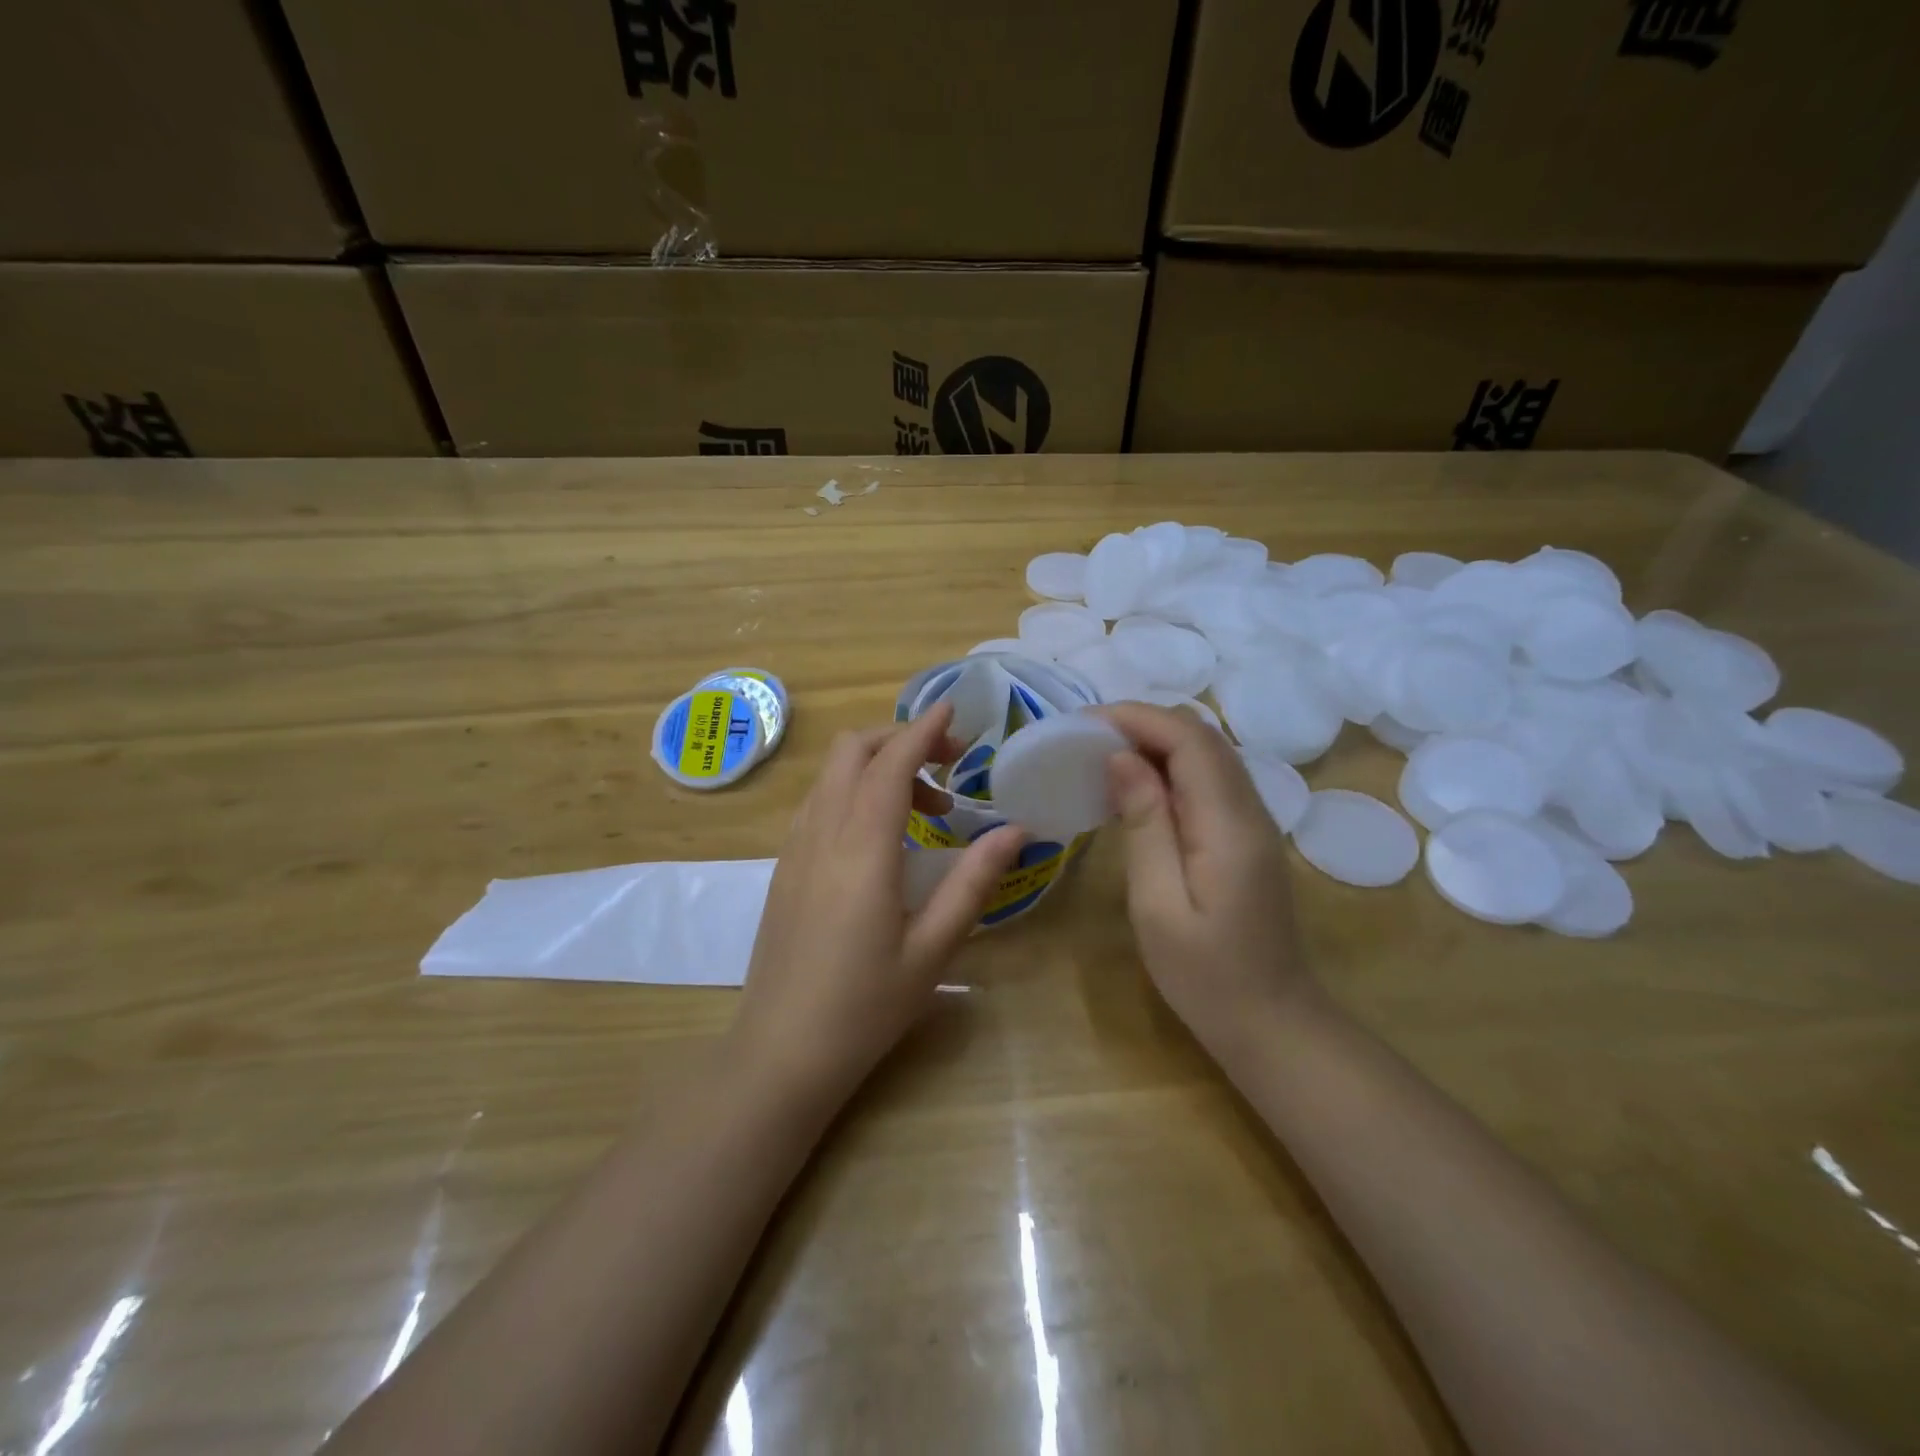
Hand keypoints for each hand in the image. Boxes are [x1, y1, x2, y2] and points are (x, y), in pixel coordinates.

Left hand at [731, 702, 1025, 1099]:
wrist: (779, 1052)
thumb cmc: (864, 1006)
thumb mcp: (932, 949)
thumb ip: (974, 882)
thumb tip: (1017, 831)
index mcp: (862, 848)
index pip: (890, 762)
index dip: (923, 729)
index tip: (954, 711)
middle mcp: (822, 833)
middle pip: (853, 750)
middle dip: (901, 738)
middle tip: (949, 766)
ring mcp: (795, 848)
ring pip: (832, 773)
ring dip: (877, 765)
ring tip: (926, 808)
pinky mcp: (784, 866)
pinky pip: (819, 802)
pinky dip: (854, 790)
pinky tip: (882, 835)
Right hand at [1099, 703, 1313, 1055]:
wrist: (1273, 1023)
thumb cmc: (1207, 976)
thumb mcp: (1159, 905)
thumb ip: (1145, 825)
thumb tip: (1121, 758)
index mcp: (1229, 824)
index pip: (1190, 740)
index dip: (1138, 718)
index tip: (1083, 723)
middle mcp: (1250, 810)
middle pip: (1202, 737)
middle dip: (1143, 722)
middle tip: (1085, 737)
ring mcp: (1253, 821)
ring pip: (1208, 754)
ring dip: (1156, 741)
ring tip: (1101, 753)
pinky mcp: (1246, 836)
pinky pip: (1208, 779)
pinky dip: (1170, 766)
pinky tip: (1136, 786)